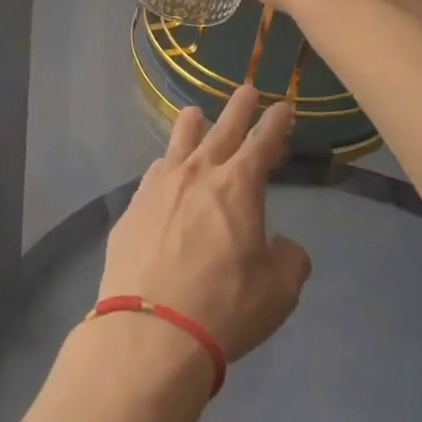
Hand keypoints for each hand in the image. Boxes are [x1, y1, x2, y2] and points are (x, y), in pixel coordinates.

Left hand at [97, 85, 310, 366]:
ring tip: (195, 114)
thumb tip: (280, 246)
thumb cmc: (224, 307)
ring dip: (192, 126)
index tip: (282, 106)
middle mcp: (197, 174)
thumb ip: (288, 259)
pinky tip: (163, 169)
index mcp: (238, 186)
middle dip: (238, 108)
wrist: (150, 332)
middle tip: (246, 89)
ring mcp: (159, 187)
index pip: (263, 142)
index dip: (276, 123)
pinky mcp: (132, 209)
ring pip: (179, 142)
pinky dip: (165, 166)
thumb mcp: (278, 291)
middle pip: (222, 130)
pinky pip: (153, 174)